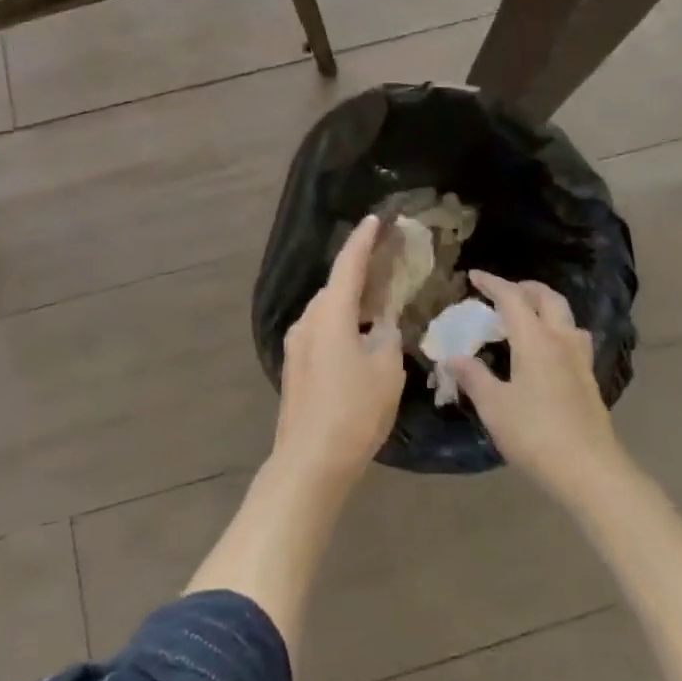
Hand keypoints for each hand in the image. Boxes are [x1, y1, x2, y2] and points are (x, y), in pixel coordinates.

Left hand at [271, 216, 406, 487]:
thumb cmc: (354, 410)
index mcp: (330, 313)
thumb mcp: (385, 370)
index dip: (364, 240)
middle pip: (335, 286)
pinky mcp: (295, 366)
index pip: (348, 264)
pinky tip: (358, 337)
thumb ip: (386, 336)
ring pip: (327, 310)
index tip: (377, 219)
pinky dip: (341, 323)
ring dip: (350, 301)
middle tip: (386, 263)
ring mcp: (297, 343)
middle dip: (359, 271)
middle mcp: (307, 320)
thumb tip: (381, 324)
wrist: (310, 460)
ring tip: (377, 300)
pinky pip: (321, 330)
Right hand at [449, 271, 623, 504]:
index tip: (473, 276)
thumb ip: (473, 377)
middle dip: (524, 288)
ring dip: (544, 307)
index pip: (512, 298)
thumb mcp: (494, 406)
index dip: (492, 283)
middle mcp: (561, 341)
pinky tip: (545, 352)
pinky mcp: (589, 381)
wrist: (591, 472)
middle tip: (502, 293)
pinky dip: (555, 330)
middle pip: (547, 298)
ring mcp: (580, 360)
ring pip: (565, 317)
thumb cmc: (536, 435)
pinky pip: (572, 339)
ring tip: (525, 318)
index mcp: (535, 340)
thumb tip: (453, 357)